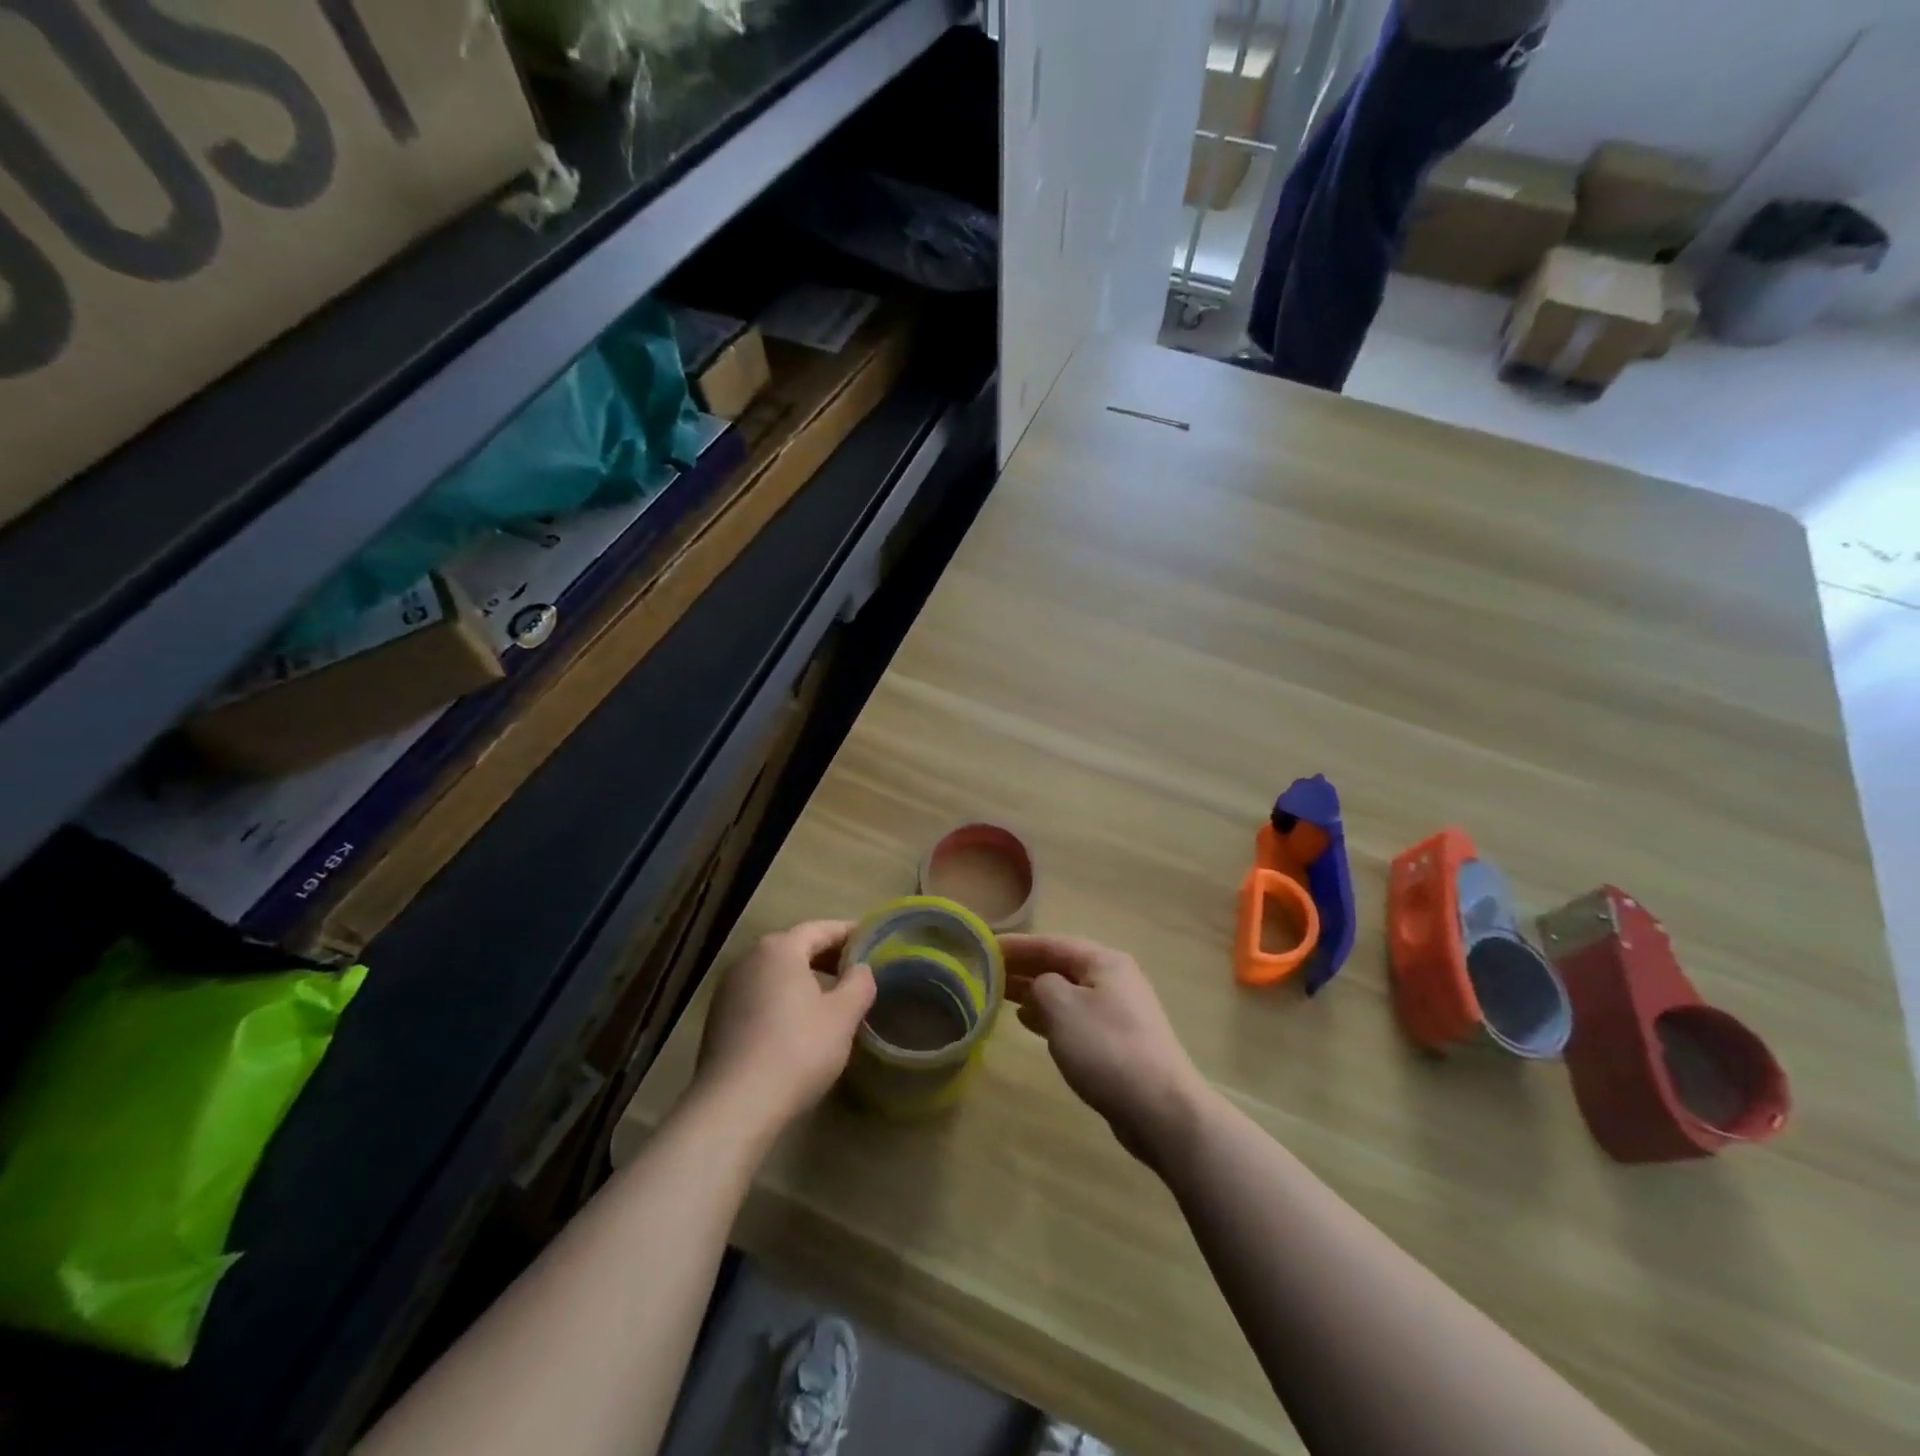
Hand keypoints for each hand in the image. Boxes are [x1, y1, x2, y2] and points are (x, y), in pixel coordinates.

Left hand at [697, 920, 876, 1129]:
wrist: (735, 1105)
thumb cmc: (797, 1049)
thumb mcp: (843, 1016)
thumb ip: (859, 983)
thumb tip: (861, 969)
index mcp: (780, 948)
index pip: (821, 929)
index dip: (849, 934)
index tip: (872, 943)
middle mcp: (749, 959)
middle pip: (795, 947)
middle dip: (827, 956)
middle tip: (855, 972)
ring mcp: (728, 989)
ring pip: (775, 973)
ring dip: (803, 979)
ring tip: (830, 999)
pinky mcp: (718, 1019)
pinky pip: (759, 996)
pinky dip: (782, 999)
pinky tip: (797, 1025)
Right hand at [1002, 935, 1206, 1170]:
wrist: (1160, 1108)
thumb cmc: (1106, 1048)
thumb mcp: (1062, 1007)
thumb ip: (1040, 985)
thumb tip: (1038, 987)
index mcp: (1103, 961)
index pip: (1051, 943)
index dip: (1016, 945)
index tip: (982, 946)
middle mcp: (1114, 978)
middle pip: (1060, 965)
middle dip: (1024, 967)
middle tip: (986, 972)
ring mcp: (1118, 1010)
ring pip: (1066, 991)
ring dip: (1034, 991)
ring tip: (1000, 995)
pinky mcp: (1118, 1040)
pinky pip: (1075, 1016)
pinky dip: (1049, 1015)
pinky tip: (1029, 1022)